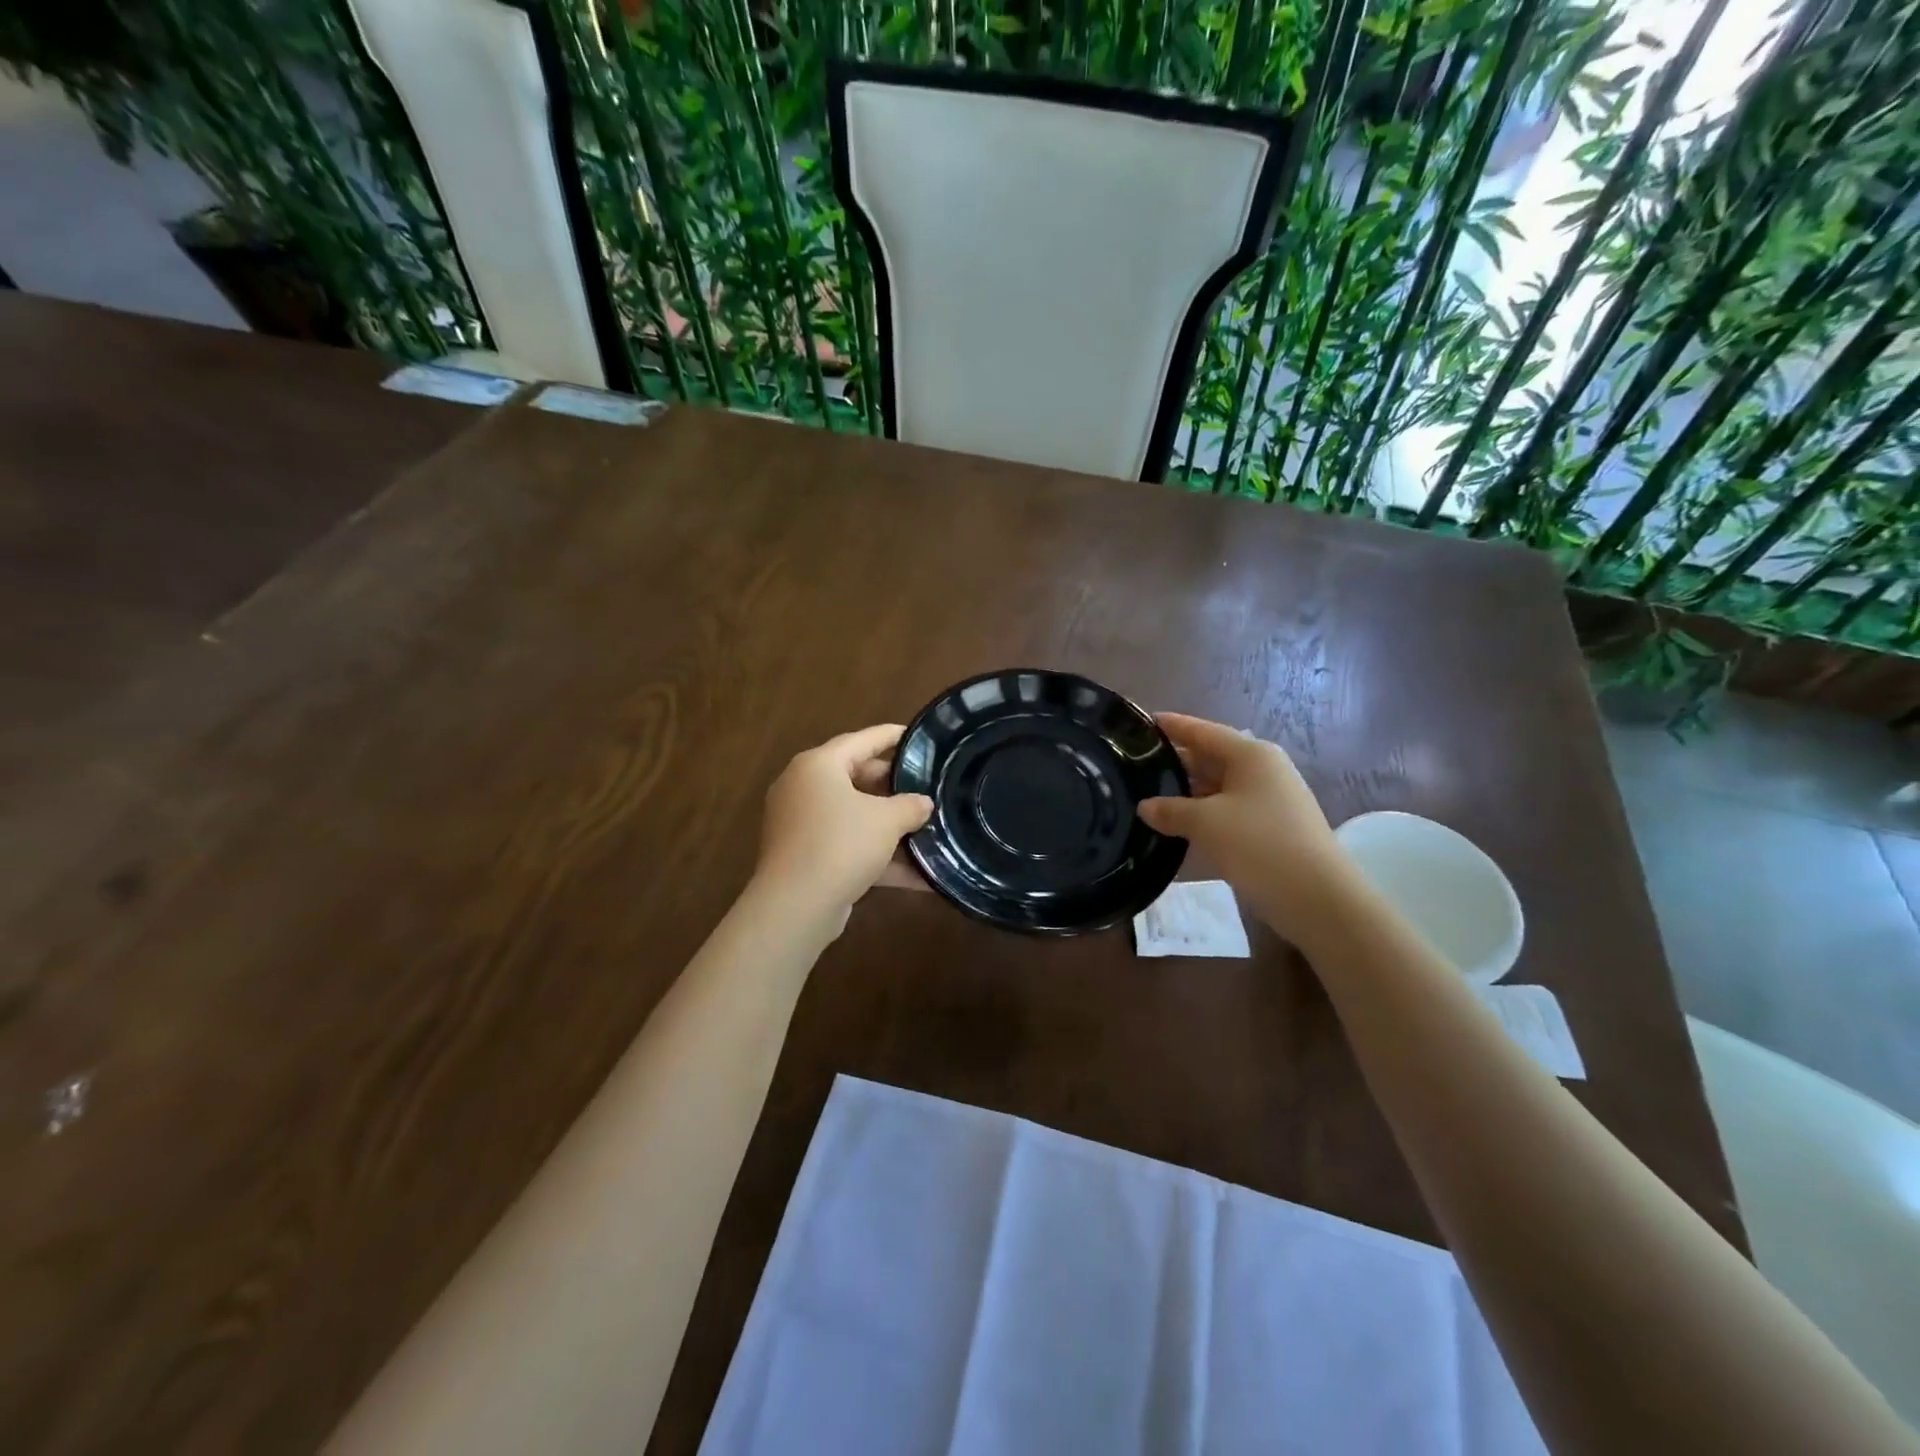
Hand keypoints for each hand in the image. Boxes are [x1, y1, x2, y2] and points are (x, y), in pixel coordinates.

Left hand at [754, 724, 933, 924]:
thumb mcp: (886, 821)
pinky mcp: (806, 856)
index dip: (892, 736)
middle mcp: (804, 788)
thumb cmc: (841, 844)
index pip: (862, 740)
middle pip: (856, 777)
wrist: (796, 906)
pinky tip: (916, 874)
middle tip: (925, 788)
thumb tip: (923, 803)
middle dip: (893, 786)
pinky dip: (877, 854)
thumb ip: (910, 806)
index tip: (918, 737)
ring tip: (925, 827)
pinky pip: (847, 846)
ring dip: (888, 825)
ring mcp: (801, 824)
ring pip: (853, 815)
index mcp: (818, 766)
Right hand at [1137, 713, 1351, 942]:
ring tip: (1149, 797)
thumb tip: (1146, 807)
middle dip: (1176, 762)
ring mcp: (1271, 800)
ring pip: (1219, 787)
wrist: (1317, 898)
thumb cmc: (1259, 845)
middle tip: (1136, 766)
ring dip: (1188, 793)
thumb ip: (1170, 810)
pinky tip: (1179, 827)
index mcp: (1250, 755)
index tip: (1142, 722)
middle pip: (1211, 758)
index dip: (1172, 726)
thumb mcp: (1205, 823)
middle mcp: (1263, 770)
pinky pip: (1229, 811)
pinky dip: (1204, 815)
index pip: (1202, 731)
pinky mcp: (1272, 828)